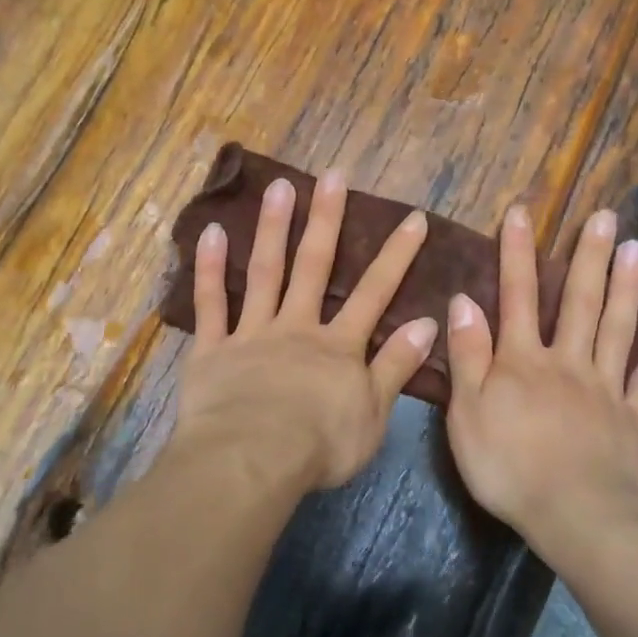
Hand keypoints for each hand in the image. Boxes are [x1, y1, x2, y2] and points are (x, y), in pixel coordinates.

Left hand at [174, 171, 438, 490]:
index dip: (395, 256)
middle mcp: (296, 328)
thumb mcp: (374, 413)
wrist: (253, 460)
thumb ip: (397, 366)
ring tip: (279, 186)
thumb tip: (427, 323)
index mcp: (338, 346)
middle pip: (314, 267)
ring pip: (264, 273)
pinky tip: (211, 233)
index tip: (412, 218)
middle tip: (332, 176)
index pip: (374, 293)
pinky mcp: (212, 350)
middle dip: (327, 220)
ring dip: (274, 229)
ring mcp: (252, 334)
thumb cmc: (320, 445)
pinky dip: (209, 269)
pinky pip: (210, 305)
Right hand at [445, 204, 637, 551]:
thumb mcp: (467, 413)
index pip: (517, 296)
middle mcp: (567, 362)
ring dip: (626, 286)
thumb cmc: (509, 467)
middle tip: (605, 215)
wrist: (576, 515)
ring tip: (637, 247)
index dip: (517, 253)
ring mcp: (606, 388)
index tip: (522, 212)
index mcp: (522, 362)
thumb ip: (467, 356)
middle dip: (587, 257)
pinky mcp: (634, 417)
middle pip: (578, 302)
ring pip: (617, 328)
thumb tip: (464, 300)